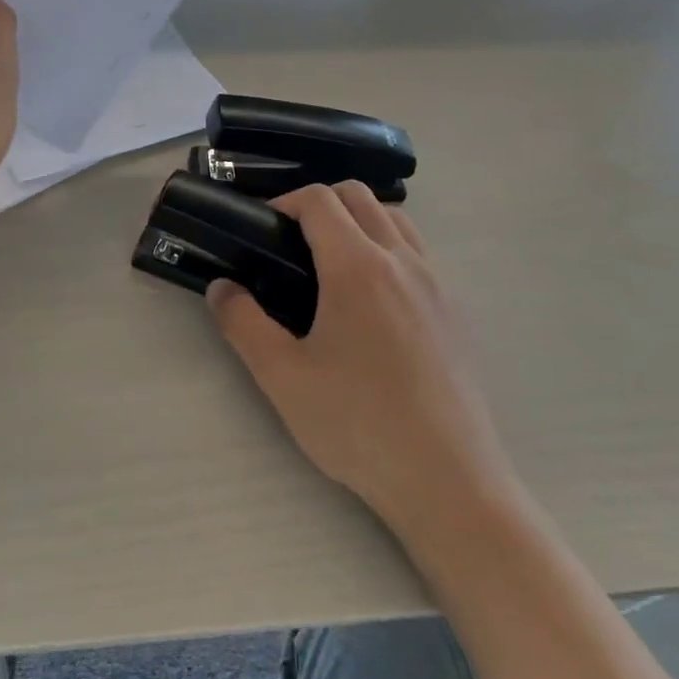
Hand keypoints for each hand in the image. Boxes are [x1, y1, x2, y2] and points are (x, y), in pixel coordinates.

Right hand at [207, 183, 520, 546]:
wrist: (448, 481)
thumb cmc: (357, 424)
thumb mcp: (282, 376)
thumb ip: (242, 323)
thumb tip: (221, 288)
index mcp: (358, 268)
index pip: (320, 200)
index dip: (284, 201)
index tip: (263, 229)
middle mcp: (403, 261)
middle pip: (360, 197)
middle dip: (320, 203)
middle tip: (291, 243)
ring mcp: (437, 284)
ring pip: (396, 220)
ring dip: (359, 221)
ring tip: (331, 266)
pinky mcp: (456, 311)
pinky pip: (420, 253)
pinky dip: (389, 248)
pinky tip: (372, 302)